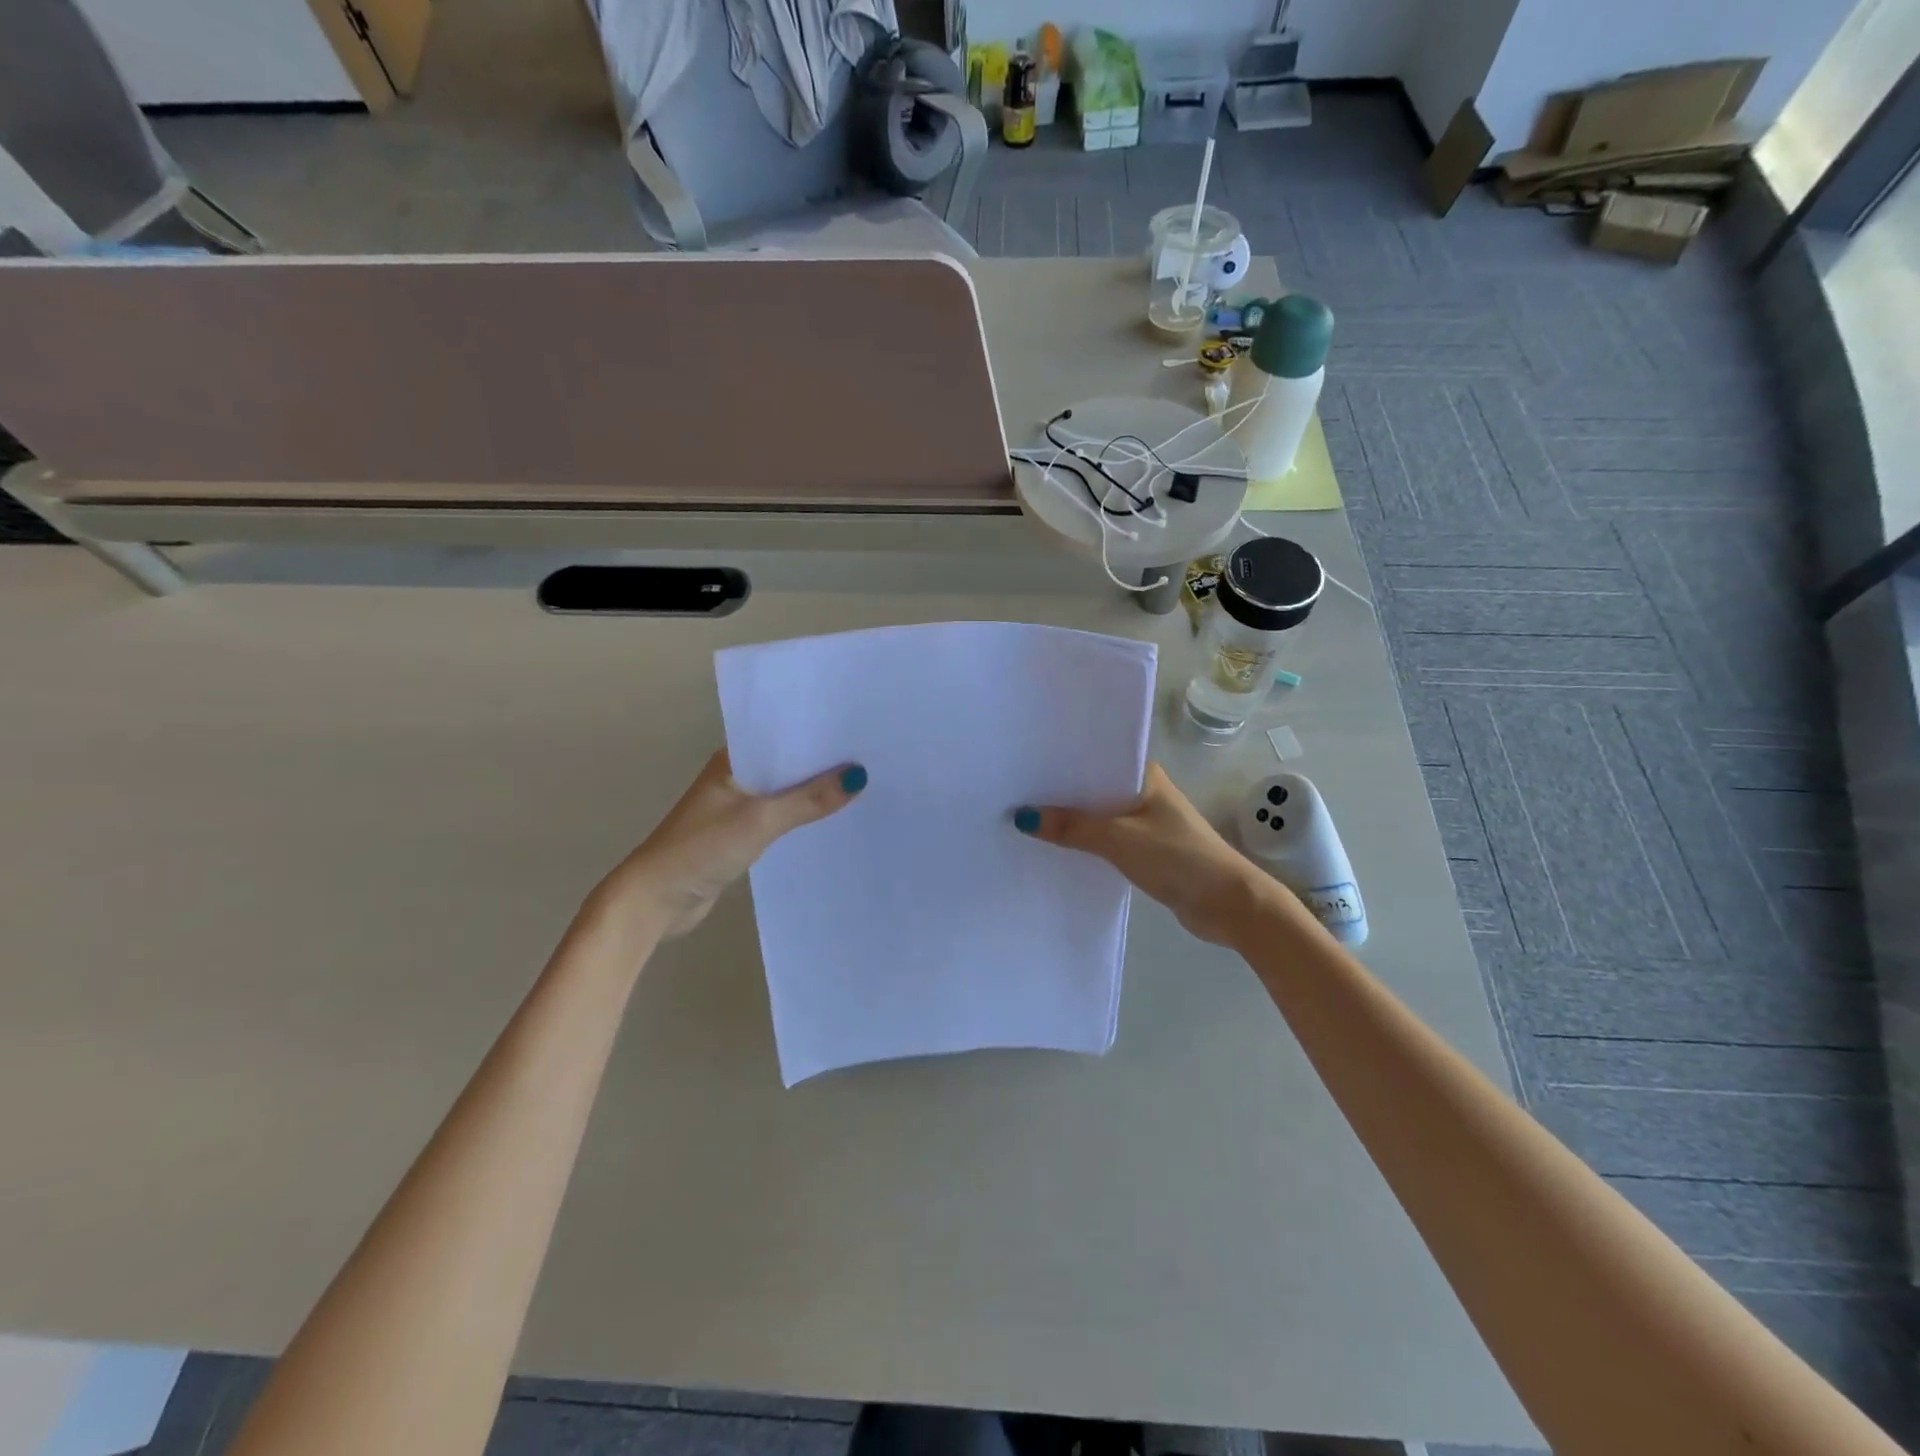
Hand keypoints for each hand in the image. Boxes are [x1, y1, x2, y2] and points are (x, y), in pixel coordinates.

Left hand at [592, 751, 865, 938]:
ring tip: (864, 786)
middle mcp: (736, 777)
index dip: (817, 733)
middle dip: (823, 763)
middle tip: (873, 757)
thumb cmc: (702, 848)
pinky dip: (802, 818)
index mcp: (733, 760)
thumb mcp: (760, 820)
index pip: (782, 735)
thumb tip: (858, 776)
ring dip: (814, 793)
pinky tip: (833, 820)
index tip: (858, 729)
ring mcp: (738, 807)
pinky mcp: (741, 835)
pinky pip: (781, 818)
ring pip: (785, 792)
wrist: (657, 900)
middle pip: (787, 764)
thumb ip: (808, 800)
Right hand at [1018, 762, 1270, 946]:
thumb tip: (1023, 816)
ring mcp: (1147, 823)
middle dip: (1060, 794)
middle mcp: (1145, 792)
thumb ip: (1072, 828)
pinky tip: (1056, 848)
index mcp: (1145, 775)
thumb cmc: (1178, 858)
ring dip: (1072, 821)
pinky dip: (1085, 843)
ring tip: (1025, 819)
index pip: (1096, 759)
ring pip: (1099, 816)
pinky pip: (1106, 840)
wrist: (1229, 904)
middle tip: (1013, 792)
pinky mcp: (1147, 851)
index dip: (1062, 762)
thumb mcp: (1119, 840)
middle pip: (1093, 788)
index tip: (1023, 763)